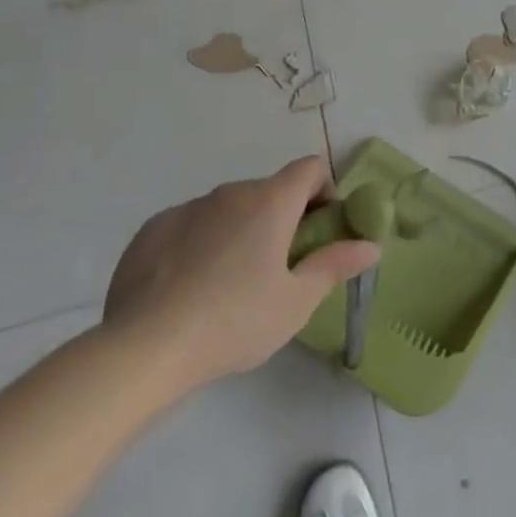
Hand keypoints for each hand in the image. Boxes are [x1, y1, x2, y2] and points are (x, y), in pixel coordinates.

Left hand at [101, 156, 378, 391]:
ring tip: (228, 286)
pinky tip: (187, 290)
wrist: (143, 348)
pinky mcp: (153, 228)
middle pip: (269, 191)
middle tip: (277, 270)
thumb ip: (335, 265)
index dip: (323, 192)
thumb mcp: (296, 302)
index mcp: (271, 201)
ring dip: (239, 231)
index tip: (318, 232)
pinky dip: (199, 244)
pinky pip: (190, 226)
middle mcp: (231, 191)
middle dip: (281, 219)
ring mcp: (188, 207)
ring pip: (228, 209)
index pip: (310, 168)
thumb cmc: (233, 322)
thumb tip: (372, 244)